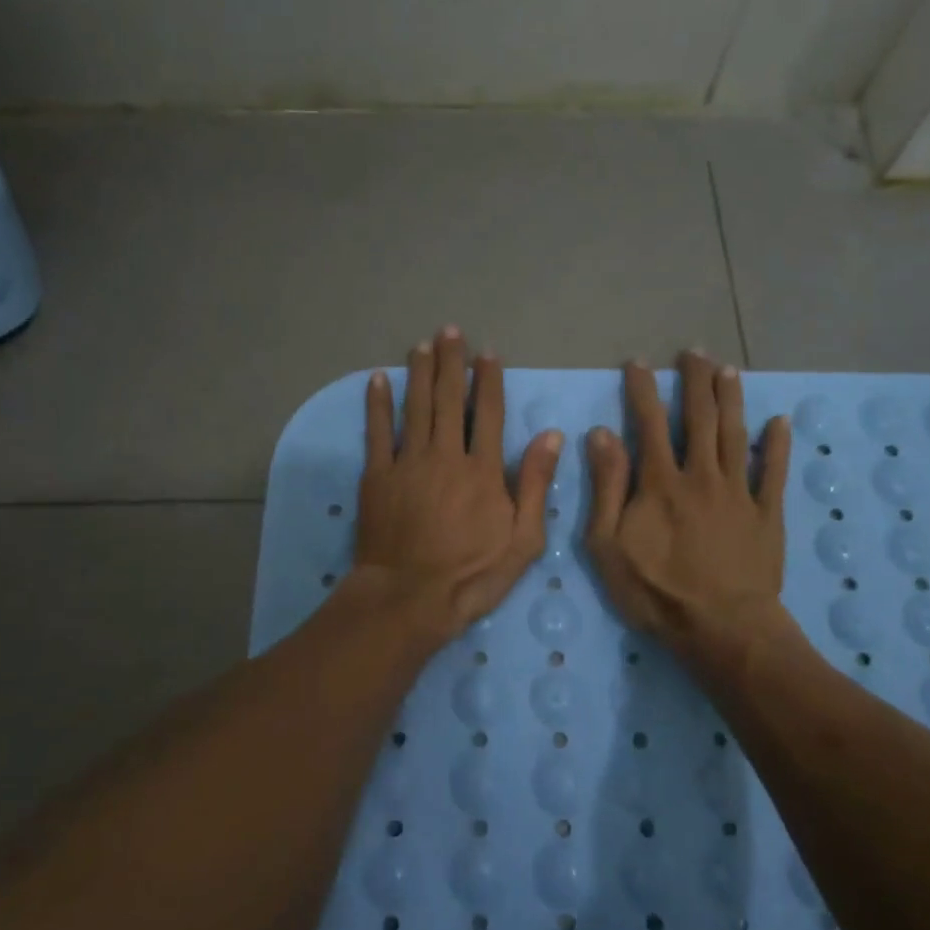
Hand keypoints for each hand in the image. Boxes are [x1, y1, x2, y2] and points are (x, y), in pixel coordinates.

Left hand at [354, 327, 561, 642]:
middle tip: (450, 331)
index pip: (489, 413)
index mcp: (482, 470)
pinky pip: (377, 431)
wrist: (408, 598)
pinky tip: (378, 379)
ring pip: (415, 407)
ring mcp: (407, 463)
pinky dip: (377, 404)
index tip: (488, 353)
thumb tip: (552, 437)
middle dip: (451, 363)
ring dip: (419, 373)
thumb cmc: (471, 575)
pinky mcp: (377, 476)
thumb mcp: (522, 541)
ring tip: (422, 345)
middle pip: (449, 400)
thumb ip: (535, 485)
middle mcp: (445, 455)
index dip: (489, 380)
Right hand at [586, 352, 792, 669]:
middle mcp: (702, 475)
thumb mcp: (609, 545)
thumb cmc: (657, 591)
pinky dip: (778, 445)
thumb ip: (606, 487)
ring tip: (729, 370)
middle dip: (695, 382)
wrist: (722, 628)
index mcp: (661, 482)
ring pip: (736, 434)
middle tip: (694, 352)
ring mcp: (739, 492)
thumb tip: (602, 434)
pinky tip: (780, 422)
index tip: (639, 363)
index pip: (649, 423)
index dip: (643, 390)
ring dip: (732, 399)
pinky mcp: (767, 514)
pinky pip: (774, 472)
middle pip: (699, 418)